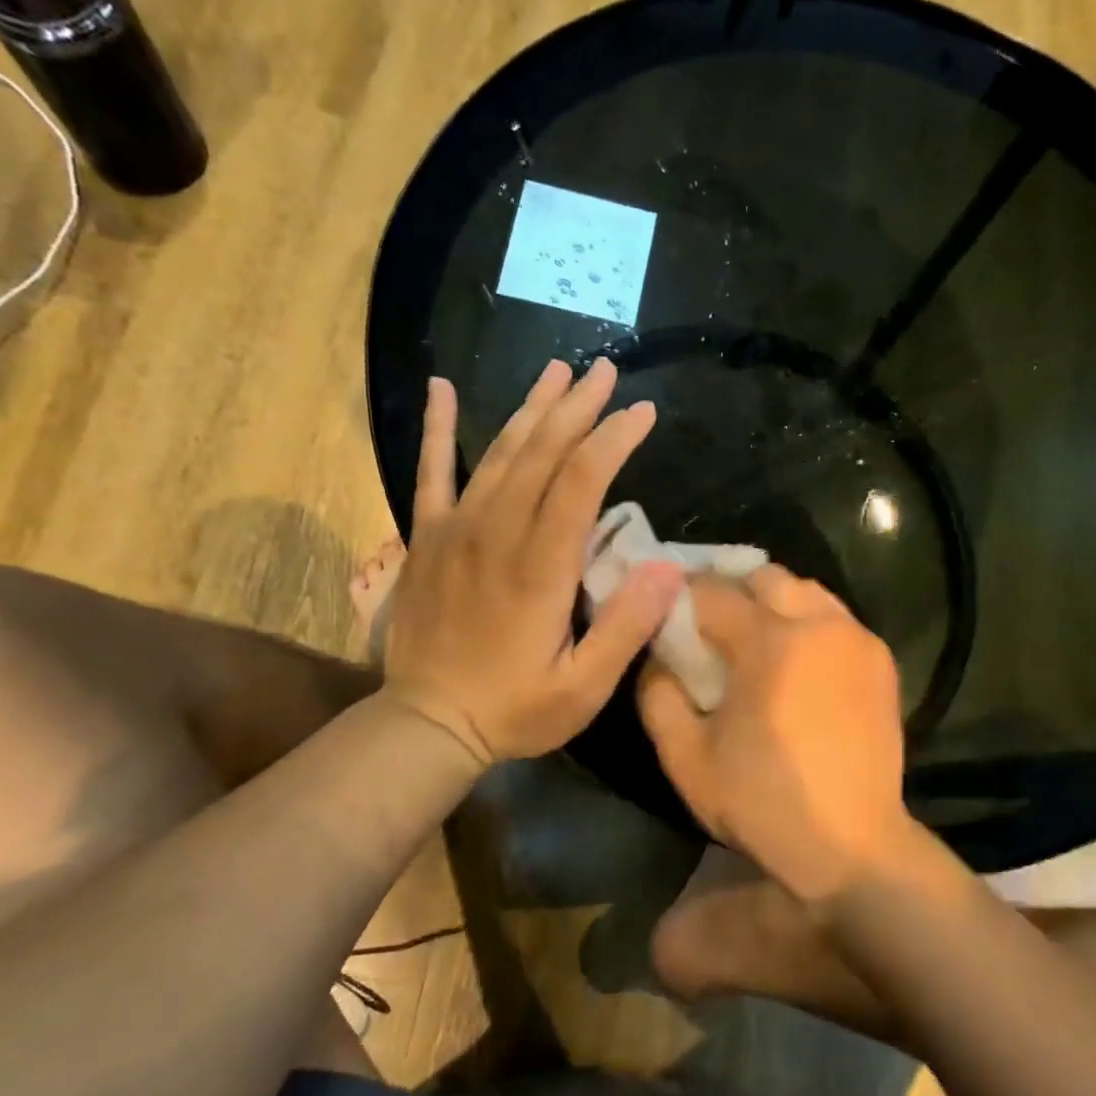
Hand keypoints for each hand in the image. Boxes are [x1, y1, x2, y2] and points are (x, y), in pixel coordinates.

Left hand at [383, 359, 683, 764]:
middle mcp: (496, 534)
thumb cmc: (514, 710)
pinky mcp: (426, 539)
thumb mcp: (583, 688)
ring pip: (498, 453)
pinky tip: (441, 387)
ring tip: (557, 370)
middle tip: (605, 371)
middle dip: (578, 408)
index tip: (642, 412)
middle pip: (541, 453)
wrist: (426, 724)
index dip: (613, 439)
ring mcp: (455, 531)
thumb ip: (625, 627)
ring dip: (531, 409)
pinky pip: (430, 472)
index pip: (580, 482)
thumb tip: (668, 568)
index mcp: (540, 567)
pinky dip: (435, 427)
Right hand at [637, 566, 923, 904]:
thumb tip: (658, 655)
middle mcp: (818, 624)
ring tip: (754, 637)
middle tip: (709, 622)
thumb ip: (658, 694)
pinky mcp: (881, 660)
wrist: (852, 846)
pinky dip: (808, 622)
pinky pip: (835, 618)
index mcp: (769, 642)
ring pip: (806, 590)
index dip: (681, 594)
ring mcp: (857, 638)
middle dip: (730, 588)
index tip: (664, 607)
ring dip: (773, 601)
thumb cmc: (763, 802)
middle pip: (765, 576)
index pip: (712, 591)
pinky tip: (796, 660)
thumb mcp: (686, 757)